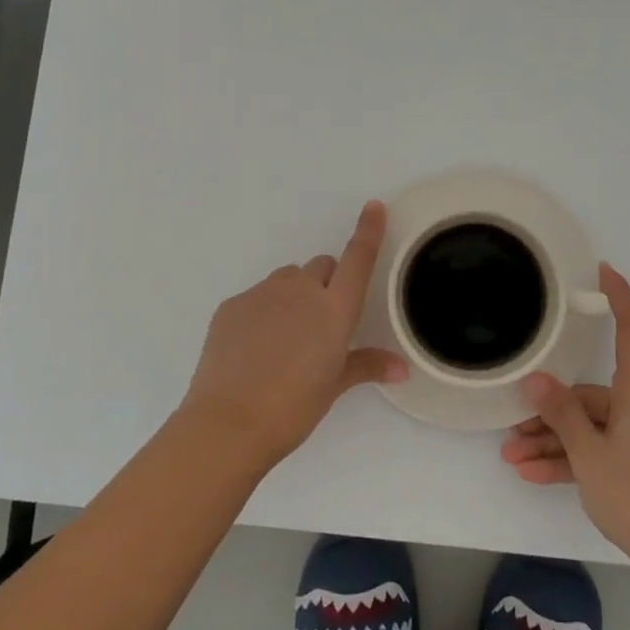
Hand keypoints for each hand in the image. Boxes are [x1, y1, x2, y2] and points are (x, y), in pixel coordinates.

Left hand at [178, 201, 406, 469]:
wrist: (228, 423)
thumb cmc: (292, 408)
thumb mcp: (333, 387)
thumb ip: (367, 366)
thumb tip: (402, 368)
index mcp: (333, 309)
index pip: (357, 259)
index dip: (368, 231)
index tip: (373, 206)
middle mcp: (300, 290)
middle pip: (321, 267)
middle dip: (326, 284)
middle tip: (320, 324)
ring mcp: (262, 294)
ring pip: (287, 280)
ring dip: (294, 296)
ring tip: (285, 339)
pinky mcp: (232, 305)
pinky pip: (257, 297)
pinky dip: (263, 312)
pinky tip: (255, 348)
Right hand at [500, 264, 629, 568]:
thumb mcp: (588, 454)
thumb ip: (560, 413)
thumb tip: (535, 379)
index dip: (619, 296)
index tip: (603, 270)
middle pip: (594, 394)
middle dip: (551, 412)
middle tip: (512, 429)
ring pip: (594, 426)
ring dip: (555, 441)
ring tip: (513, 459)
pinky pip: (604, 448)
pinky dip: (574, 459)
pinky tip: (535, 475)